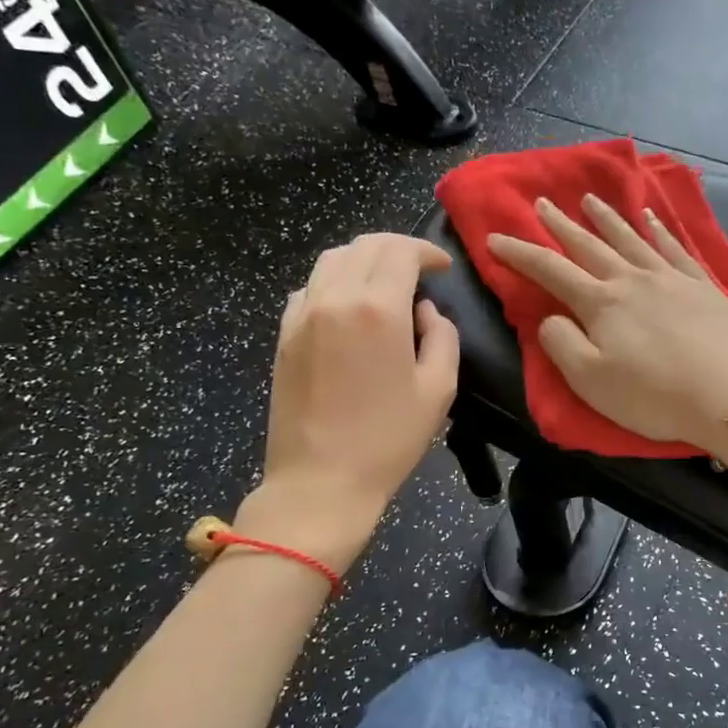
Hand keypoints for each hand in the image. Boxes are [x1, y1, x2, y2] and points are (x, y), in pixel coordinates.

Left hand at [239, 233, 458, 569]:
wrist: (320, 481)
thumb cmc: (388, 439)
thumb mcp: (439, 389)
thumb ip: (443, 337)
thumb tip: (425, 312)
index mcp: (378, 309)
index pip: (400, 251)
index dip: (427, 251)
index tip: (443, 267)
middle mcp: (335, 298)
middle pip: (363, 245)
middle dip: (396, 248)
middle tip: (419, 269)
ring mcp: (302, 315)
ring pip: (331, 260)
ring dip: (363, 260)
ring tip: (385, 282)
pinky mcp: (284, 335)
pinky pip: (309, 288)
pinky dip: (334, 283)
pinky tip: (349, 308)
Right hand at [487, 195, 727, 463]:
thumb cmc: (654, 396)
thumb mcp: (591, 381)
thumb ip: (562, 344)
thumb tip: (551, 318)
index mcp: (601, 304)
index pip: (550, 271)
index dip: (519, 254)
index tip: (494, 238)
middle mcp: (632, 280)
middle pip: (589, 246)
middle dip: (561, 225)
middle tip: (541, 203)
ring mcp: (670, 278)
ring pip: (631, 239)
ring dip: (607, 219)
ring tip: (590, 200)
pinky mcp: (702, 286)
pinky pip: (674, 248)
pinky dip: (659, 230)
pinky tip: (651, 219)